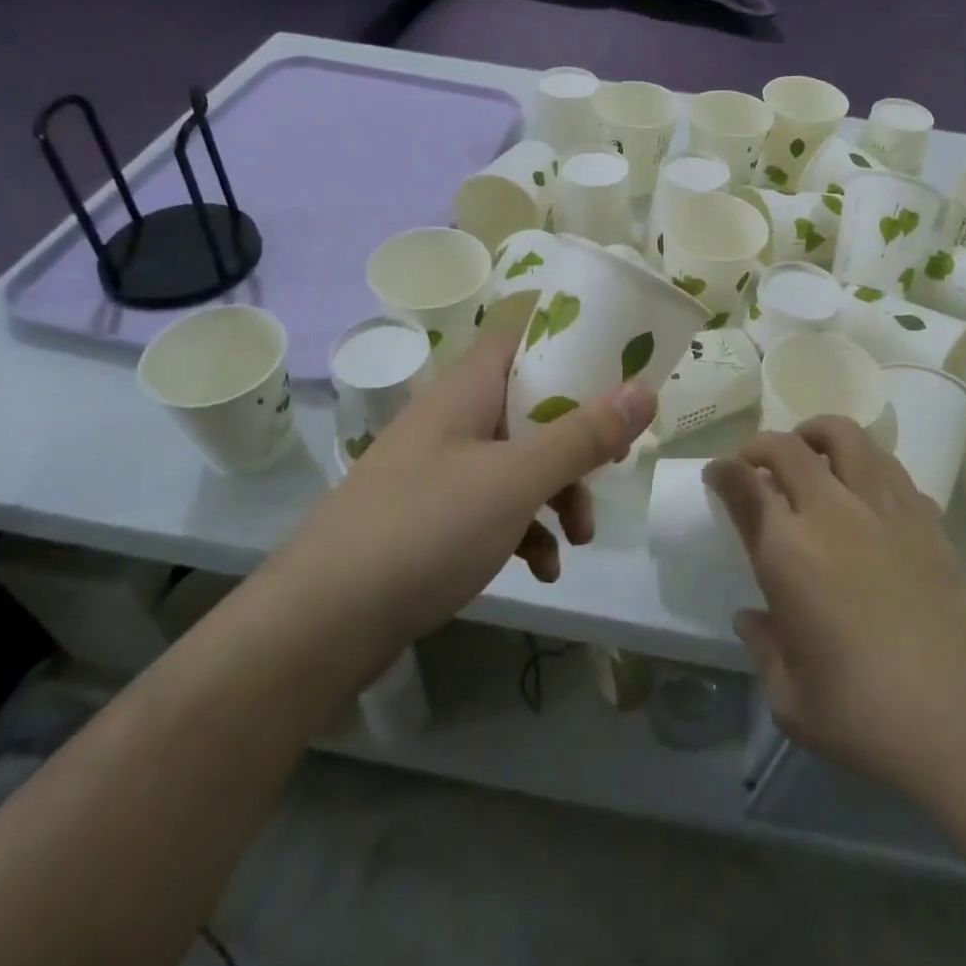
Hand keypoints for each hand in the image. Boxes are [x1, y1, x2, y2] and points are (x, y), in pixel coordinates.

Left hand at [289, 331, 655, 651]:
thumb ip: (583, 435)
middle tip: (608, 468)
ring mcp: (437, 472)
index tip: (613, 379)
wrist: (321, 623)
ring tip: (578, 538)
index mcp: (466, 390)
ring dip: (554, 494)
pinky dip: (522, 530)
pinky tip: (542, 569)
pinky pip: (491, 508)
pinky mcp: (430, 520)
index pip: (521, 342)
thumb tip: (644, 390)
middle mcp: (451, 421)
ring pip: (515, 464)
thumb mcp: (517, 479)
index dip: (568, 352)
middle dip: (574, 443)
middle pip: (528, 409)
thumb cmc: (427, 527)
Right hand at [705, 418, 965, 803]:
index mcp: (787, 552)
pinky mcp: (927, 519)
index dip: (723, 471)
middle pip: (787, 447)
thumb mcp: (791, 700)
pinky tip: (864, 492)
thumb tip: (751, 619)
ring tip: (810, 453)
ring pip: (845, 436)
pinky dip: (865, 463)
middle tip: (754, 464)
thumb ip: (764, 648)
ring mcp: (885, 509)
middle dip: (760, 445)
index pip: (743, 484)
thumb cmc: (866, 717)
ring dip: (815, 435)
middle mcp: (832, 513)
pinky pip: (889, 466)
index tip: (717, 474)